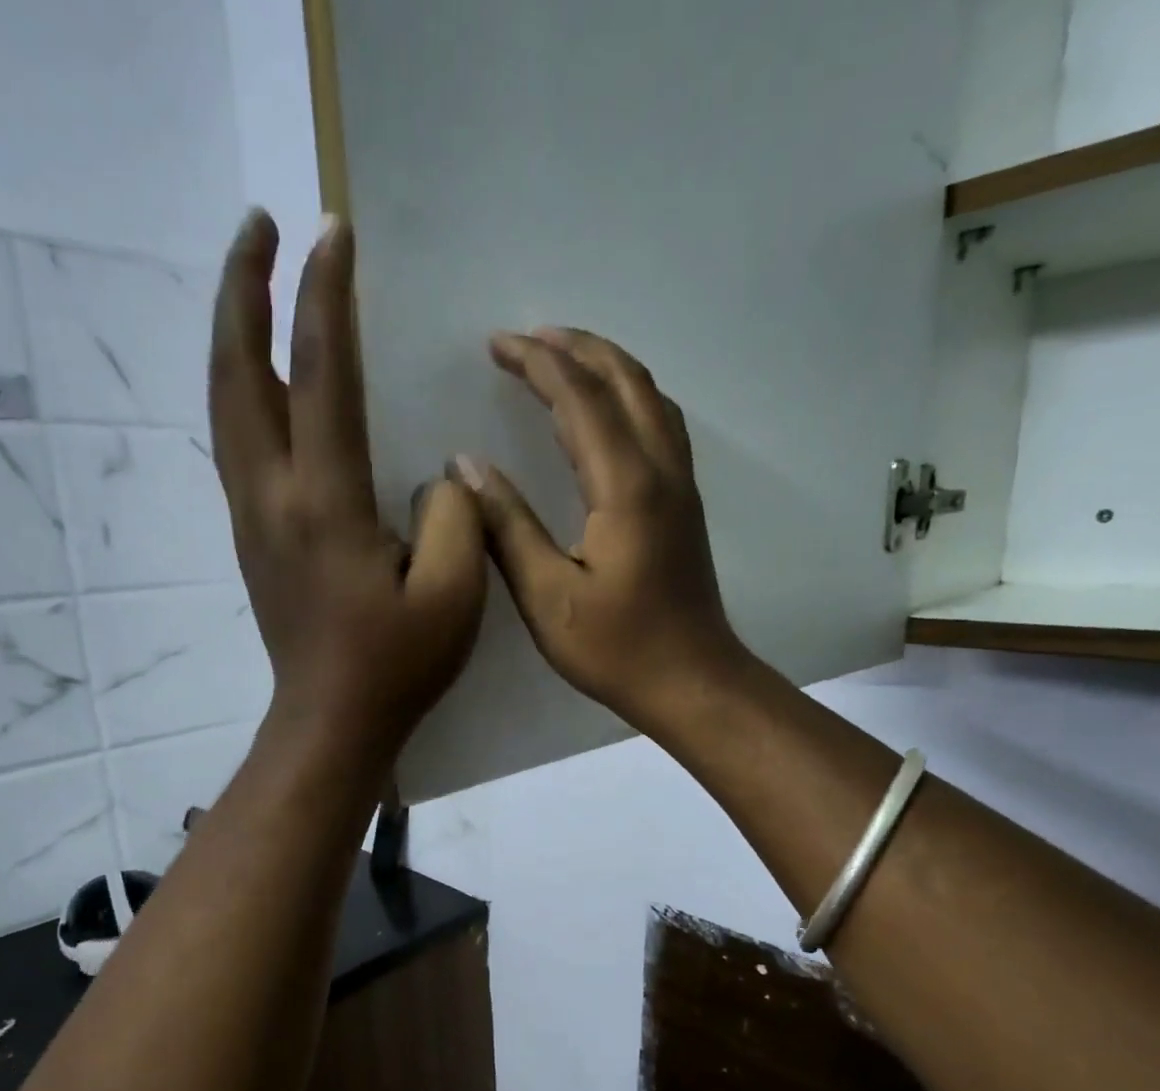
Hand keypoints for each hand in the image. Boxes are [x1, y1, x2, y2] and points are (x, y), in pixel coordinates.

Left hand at [209, 211, 485, 764]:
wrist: (331, 721)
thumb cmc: (397, 665)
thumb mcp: (453, 597)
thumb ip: (453, 518)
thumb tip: (434, 475)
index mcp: (326, 505)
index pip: (323, 376)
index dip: (327, 298)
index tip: (334, 231)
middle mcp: (272, 496)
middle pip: (239, 371)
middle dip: (244, 289)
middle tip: (259, 225)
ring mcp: (252, 515)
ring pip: (226, 403)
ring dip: (233, 332)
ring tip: (252, 281)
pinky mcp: (252, 535)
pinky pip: (234, 438)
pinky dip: (239, 384)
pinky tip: (260, 372)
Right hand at [459, 328, 746, 732]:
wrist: (692, 683)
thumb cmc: (617, 649)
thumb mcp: (547, 596)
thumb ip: (507, 526)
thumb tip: (466, 466)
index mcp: (625, 486)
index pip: (579, 398)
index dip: (536, 363)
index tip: (495, 344)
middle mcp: (661, 470)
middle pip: (625, 380)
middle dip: (574, 348)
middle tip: (526, 338)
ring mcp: (681, 485)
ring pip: (650, 397)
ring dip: (607, 365)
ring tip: (563, 358)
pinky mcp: (685, 504)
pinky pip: (661, 423)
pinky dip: (630, 396)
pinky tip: (609, 411)